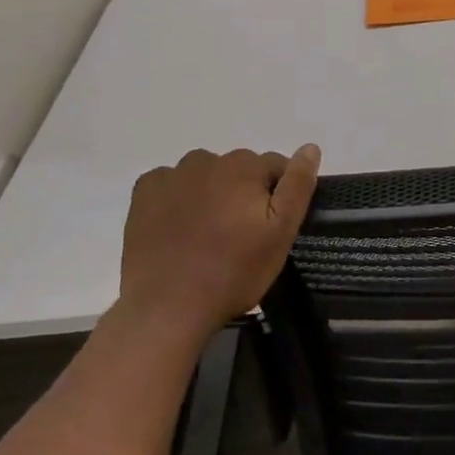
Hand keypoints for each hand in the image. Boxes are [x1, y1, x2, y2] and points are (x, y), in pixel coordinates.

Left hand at [117, 145, 320, 340]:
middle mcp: (207, 160)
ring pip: (204, 174)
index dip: (278, 195)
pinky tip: (178, 227)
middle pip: (238, 169)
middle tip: (239, 235)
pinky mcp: (144, 193)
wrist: (167, 307)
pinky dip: (178, 197)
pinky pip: (170, 184)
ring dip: (211, 192)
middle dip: (243, 192)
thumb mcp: (281, 233)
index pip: (274, 166)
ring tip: (208, 233)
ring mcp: (172, 175)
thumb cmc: (233, 272)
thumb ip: (297, 185)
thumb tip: (310, 147)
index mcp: (244, 167)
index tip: (270, 226)